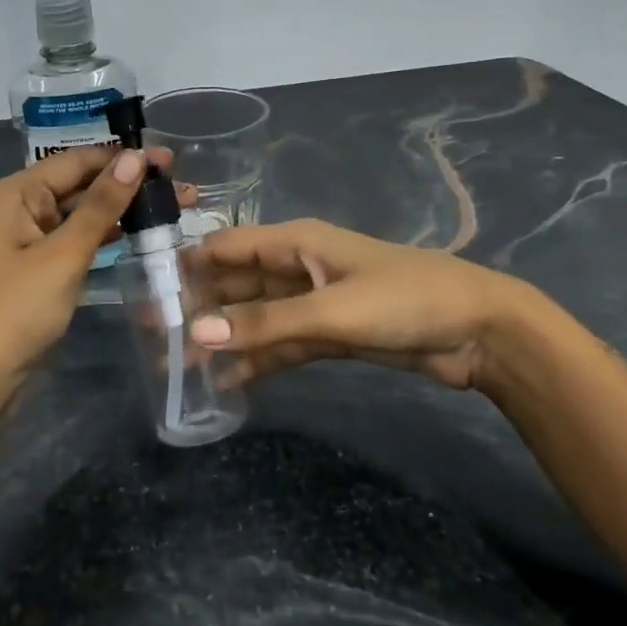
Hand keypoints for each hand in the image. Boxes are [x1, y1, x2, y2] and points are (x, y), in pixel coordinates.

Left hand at [0, 146, 189, 427]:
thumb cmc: (15, 313)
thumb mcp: (63, 256)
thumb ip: (101, 206)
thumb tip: (134, 157)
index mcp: (13, 193)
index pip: (76, 161)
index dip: (123, 157)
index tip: (171, 160)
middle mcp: (16, 207)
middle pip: (78, 184)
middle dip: (127, 184)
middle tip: (181, 189)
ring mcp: (24, 239)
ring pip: (79, 213)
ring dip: (120, 210)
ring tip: (170, 209)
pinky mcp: (35, 267)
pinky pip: (73, 239)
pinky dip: (104, 235)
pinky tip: (137, 234)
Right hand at [189, 218, 534, 393]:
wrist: (478, 332)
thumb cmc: (404, 301)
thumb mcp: (332, 310)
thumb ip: (266, 324)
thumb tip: (197, 331)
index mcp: (295, 243)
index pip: (227, 247)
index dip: (188, 263)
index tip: (148, 289)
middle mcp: (297, 268)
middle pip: (237, 284)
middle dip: (200, 306)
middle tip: (156, 336)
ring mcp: (313, 303)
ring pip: (256, 318)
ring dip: (224, 337)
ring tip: (181, 365)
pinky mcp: (329, 335)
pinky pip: (281, 345)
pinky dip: (257, 360)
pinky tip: (226, 382)